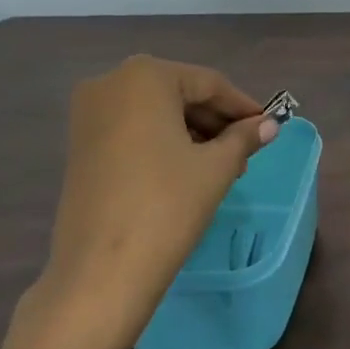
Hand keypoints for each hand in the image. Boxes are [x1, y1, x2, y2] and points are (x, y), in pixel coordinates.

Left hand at [26, 55, 277, 348]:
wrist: (101, 271)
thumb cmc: (166, 205)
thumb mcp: (216, 167)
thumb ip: (244, 137)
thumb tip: (270, 124)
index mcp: (144, 77)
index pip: (208, 83)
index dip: (242, 106)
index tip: (268, 126)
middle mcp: (110, 83)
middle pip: (179, 94)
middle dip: (216, 122)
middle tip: (247, 151)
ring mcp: (88, 115)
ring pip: (156, 113)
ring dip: (192, 133)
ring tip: (223, 166)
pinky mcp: (79, 145)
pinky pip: (133, 130)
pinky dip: (163, 143)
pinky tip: (188, 170)